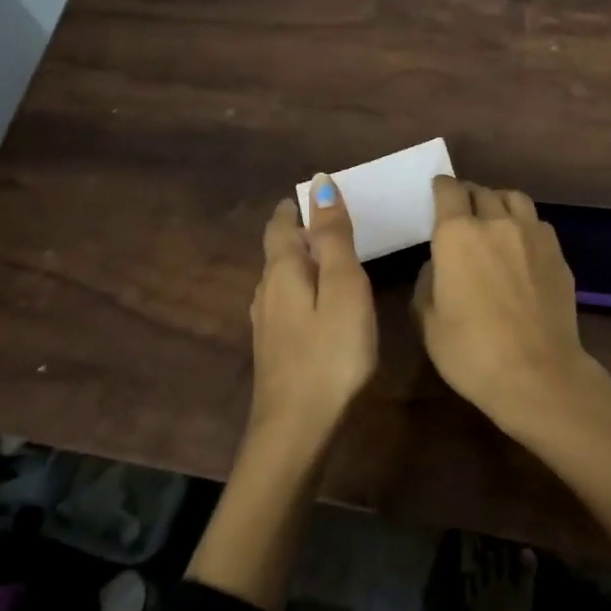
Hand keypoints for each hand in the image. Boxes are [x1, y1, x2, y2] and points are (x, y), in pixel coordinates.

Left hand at [250, 176, 377, 436]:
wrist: (297, 428)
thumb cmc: (330, 352)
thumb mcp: (343, 287)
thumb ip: (333, 236)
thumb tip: (319, 182)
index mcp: (283, 270)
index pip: (281, 224)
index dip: (297, 206)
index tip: (318, 194)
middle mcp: (267, 291)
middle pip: (279, 250)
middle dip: (300, 232)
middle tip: (334, 223)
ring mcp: (267, 324)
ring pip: (281, 279)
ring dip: (302, 262)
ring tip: (332, 260)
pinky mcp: (274, 350)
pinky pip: (287, 304)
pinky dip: (304, 290)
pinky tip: (320, 306)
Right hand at [414, 177, 602, 435]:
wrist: (538, 374)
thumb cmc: (471, 351)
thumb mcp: (428, 322)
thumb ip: (428, 282)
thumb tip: (439, 266)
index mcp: (457, 234)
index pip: (448, 190)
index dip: (441, 188)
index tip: (437, 193)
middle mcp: (496, 223)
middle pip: (481, 191)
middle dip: (468, 196)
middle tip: (462, 212)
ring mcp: (533, 235)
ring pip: (514, 199)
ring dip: (499, 203)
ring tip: (494, 219)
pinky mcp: (558, 254)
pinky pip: (537, 224)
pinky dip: (524, 226)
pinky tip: (521, 247)